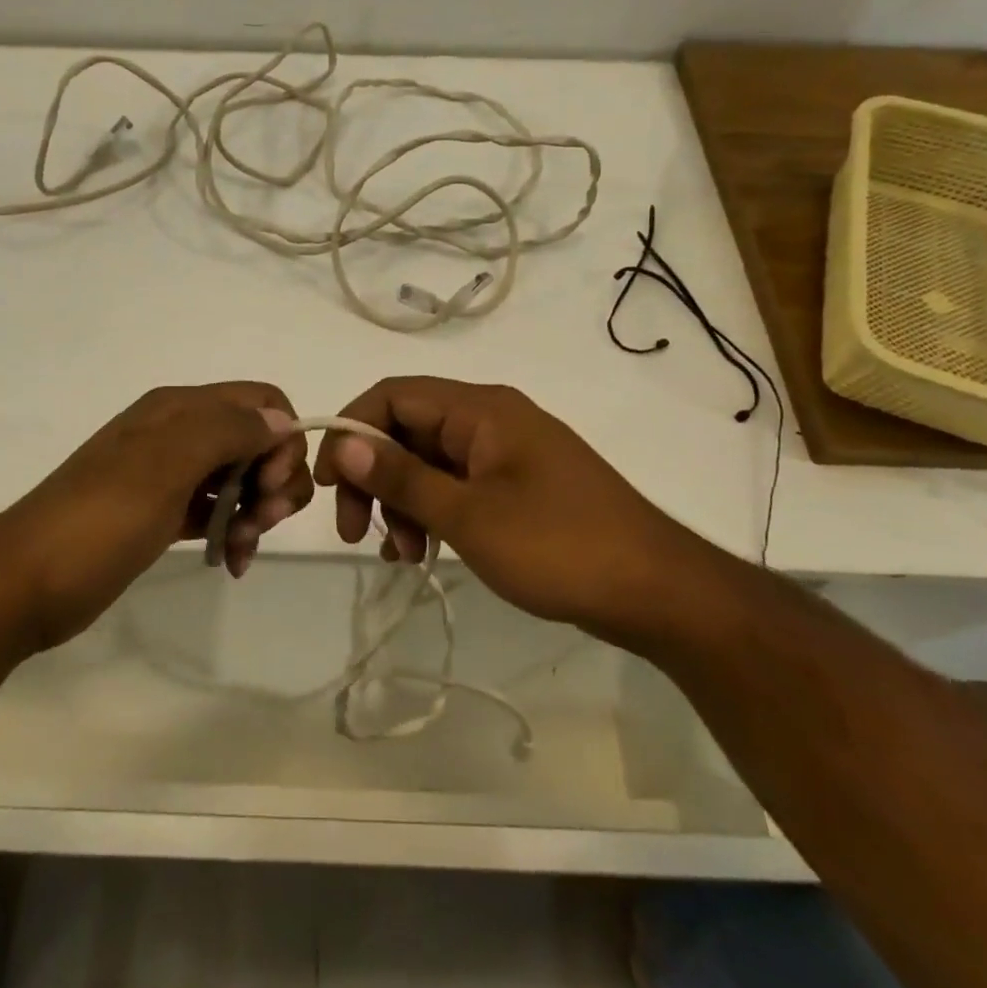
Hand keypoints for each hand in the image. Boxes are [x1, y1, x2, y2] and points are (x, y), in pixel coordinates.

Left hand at [0, 383, 312, 649]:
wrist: (23, 584)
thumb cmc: (98, 521)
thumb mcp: (164, 467)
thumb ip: (226, 432)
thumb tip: (281, 419)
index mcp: (179, 409)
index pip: (260, 400)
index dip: (281, 439)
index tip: (270, 486)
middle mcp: (178, 432)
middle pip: (256, 439)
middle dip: (273, 479)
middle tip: (261, 522)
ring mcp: (169, 474)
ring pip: (240, 476)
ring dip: (256, 510)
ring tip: (241, 549)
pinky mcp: (162, 513)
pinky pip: (216, 509)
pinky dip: (232, 529)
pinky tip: (232, 561)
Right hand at [313, 377, 718, 646]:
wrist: (659, 592)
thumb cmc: (560, 546)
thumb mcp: (468, 516)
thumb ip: (401, 477)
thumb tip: (343, 441)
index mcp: (481, 409)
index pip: (393, 394)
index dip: (351, 430)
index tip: (327, 484)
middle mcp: (491, 419)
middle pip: (408, 428)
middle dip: (374, 476)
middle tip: (356, 531)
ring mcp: (508, 452)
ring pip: (430, 461)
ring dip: (403, 501)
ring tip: (403, 556)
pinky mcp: (520, 484)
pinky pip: (458, 484)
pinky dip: (434, 512)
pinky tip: (425, 553)